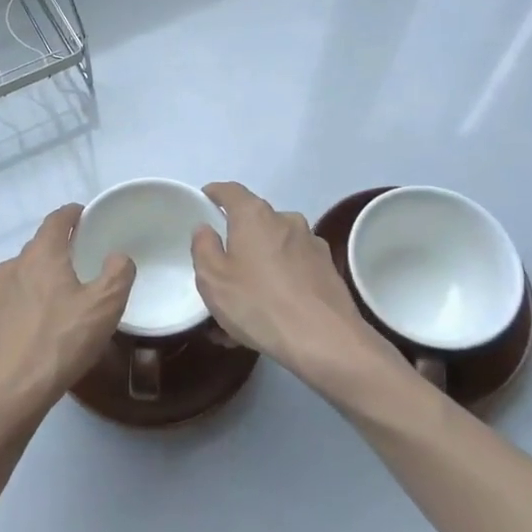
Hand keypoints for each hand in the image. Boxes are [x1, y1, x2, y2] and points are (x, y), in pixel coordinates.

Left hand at [0, 204, 135, 430]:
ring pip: (21, 276)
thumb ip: (118, 273)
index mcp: (42, 254)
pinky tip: (31, 329)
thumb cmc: (60, 342)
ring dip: (38, 282)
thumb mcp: (105, 307)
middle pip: (39, 248)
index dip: (72, 214)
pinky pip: (6, 303)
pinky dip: (21, 307)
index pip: (57, 219)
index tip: (85, 217)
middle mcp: (12, 265)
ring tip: (57, 304)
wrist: (7, 393)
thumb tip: (117, 256)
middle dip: (58, 252)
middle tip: (80, 268)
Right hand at [192, 181, 403, 395]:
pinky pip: (293, 268)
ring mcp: (311, 244)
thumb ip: (203, 247)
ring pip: (275, 248)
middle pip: (254, 221)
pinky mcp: (328, 269)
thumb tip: (206, 228)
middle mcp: (286, 220)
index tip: (204, 202)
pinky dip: (280, 281)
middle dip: (237, 239)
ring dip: (259, 265)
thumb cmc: (259, 304)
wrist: (326, 340)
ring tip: (245, 302)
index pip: (230, 190)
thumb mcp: (213, 279)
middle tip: (222, 267)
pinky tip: (270, 313)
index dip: (214, 193)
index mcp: (255, 215)